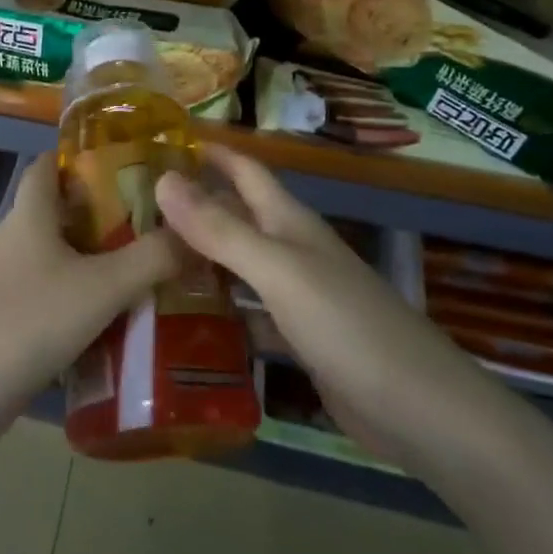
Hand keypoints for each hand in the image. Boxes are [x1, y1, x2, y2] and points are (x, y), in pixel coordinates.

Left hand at [0, 153, 181, 446]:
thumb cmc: (27, 322)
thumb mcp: (101, 289)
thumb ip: (151, 259)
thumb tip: (194, 234)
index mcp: (28, 216)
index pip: (48, 165)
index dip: (81, 159)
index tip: (127, 168)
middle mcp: (8, 240)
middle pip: (56, 215)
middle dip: (100, 220)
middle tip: (151, 233)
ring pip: (50, 261)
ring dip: (87, 267)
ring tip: (137, 282)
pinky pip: (39, 299)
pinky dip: (69, 305)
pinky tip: (100, 330)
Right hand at [155, 145, 486, 455]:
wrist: (420, 410)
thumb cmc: (346, 325)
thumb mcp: (277, 270)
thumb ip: (220, 229)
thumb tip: (162, 179)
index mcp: (289, 222)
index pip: (244, 170)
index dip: (209, 152)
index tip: (160, 143)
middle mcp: (290, 250)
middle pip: (236, 215)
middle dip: (192, 205)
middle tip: (133, 208)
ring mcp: (296, 296)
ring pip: (237, 264)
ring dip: (198, 258)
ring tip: (144, 259)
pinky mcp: (297, 338)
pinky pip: (246, 312)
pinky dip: (217, 310)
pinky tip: (182, 320)